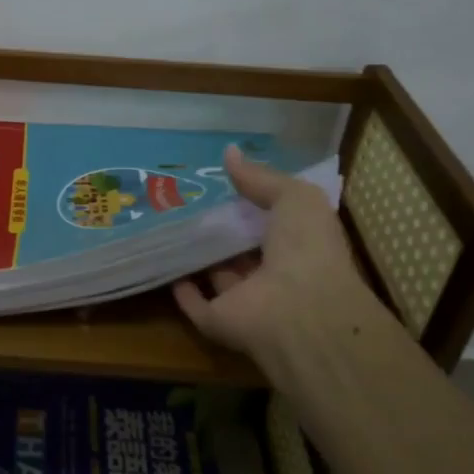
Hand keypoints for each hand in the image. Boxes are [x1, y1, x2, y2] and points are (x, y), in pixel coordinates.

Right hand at [172, 146, 376, 382]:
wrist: (299, 309)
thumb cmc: (307, 247)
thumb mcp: (295, 197)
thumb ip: (262, 178)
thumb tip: (229, 152)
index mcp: (299, 245)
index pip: (273, 222)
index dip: (252, 203)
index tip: (223, 184)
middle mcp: (273, 274)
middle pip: (242, 249)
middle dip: (222, 230)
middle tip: (189, 204)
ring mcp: (246, 301)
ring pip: (219, 275)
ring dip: (200, 257)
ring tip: (171, 229)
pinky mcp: (219, 321)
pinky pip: (196, 305)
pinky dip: (183, 291)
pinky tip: (166, 268)